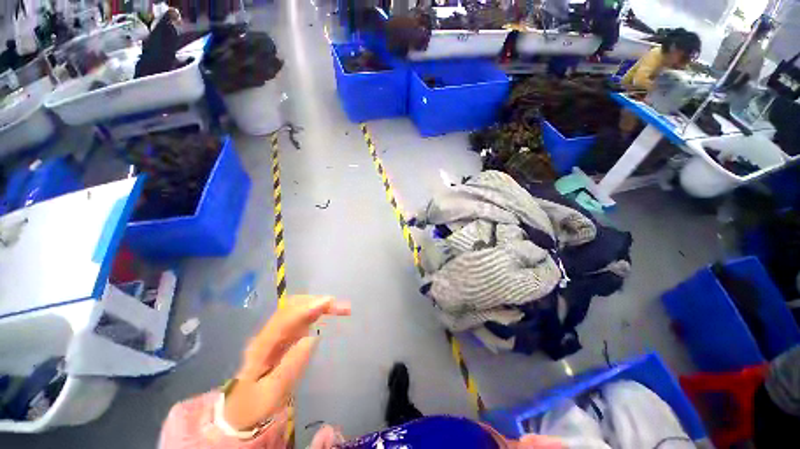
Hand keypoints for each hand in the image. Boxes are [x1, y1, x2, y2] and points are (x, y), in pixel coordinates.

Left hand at [223, 295, 350, 430]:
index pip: (285, 319)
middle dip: (317, 302)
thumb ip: (290, 367)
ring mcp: (275, 335)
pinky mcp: (283, 338)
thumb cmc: (256, 407)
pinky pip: (300, 319)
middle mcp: (268, 334)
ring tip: (341, 308)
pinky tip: (327, 314)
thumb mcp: (271, 394)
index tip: (329, 303)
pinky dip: (316, 312)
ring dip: (319, 305)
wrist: (241, 413)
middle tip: (342, 308)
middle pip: (292, 308)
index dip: (307, 308)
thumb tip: (312, 338)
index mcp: (261, 347)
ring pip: (297, 310)